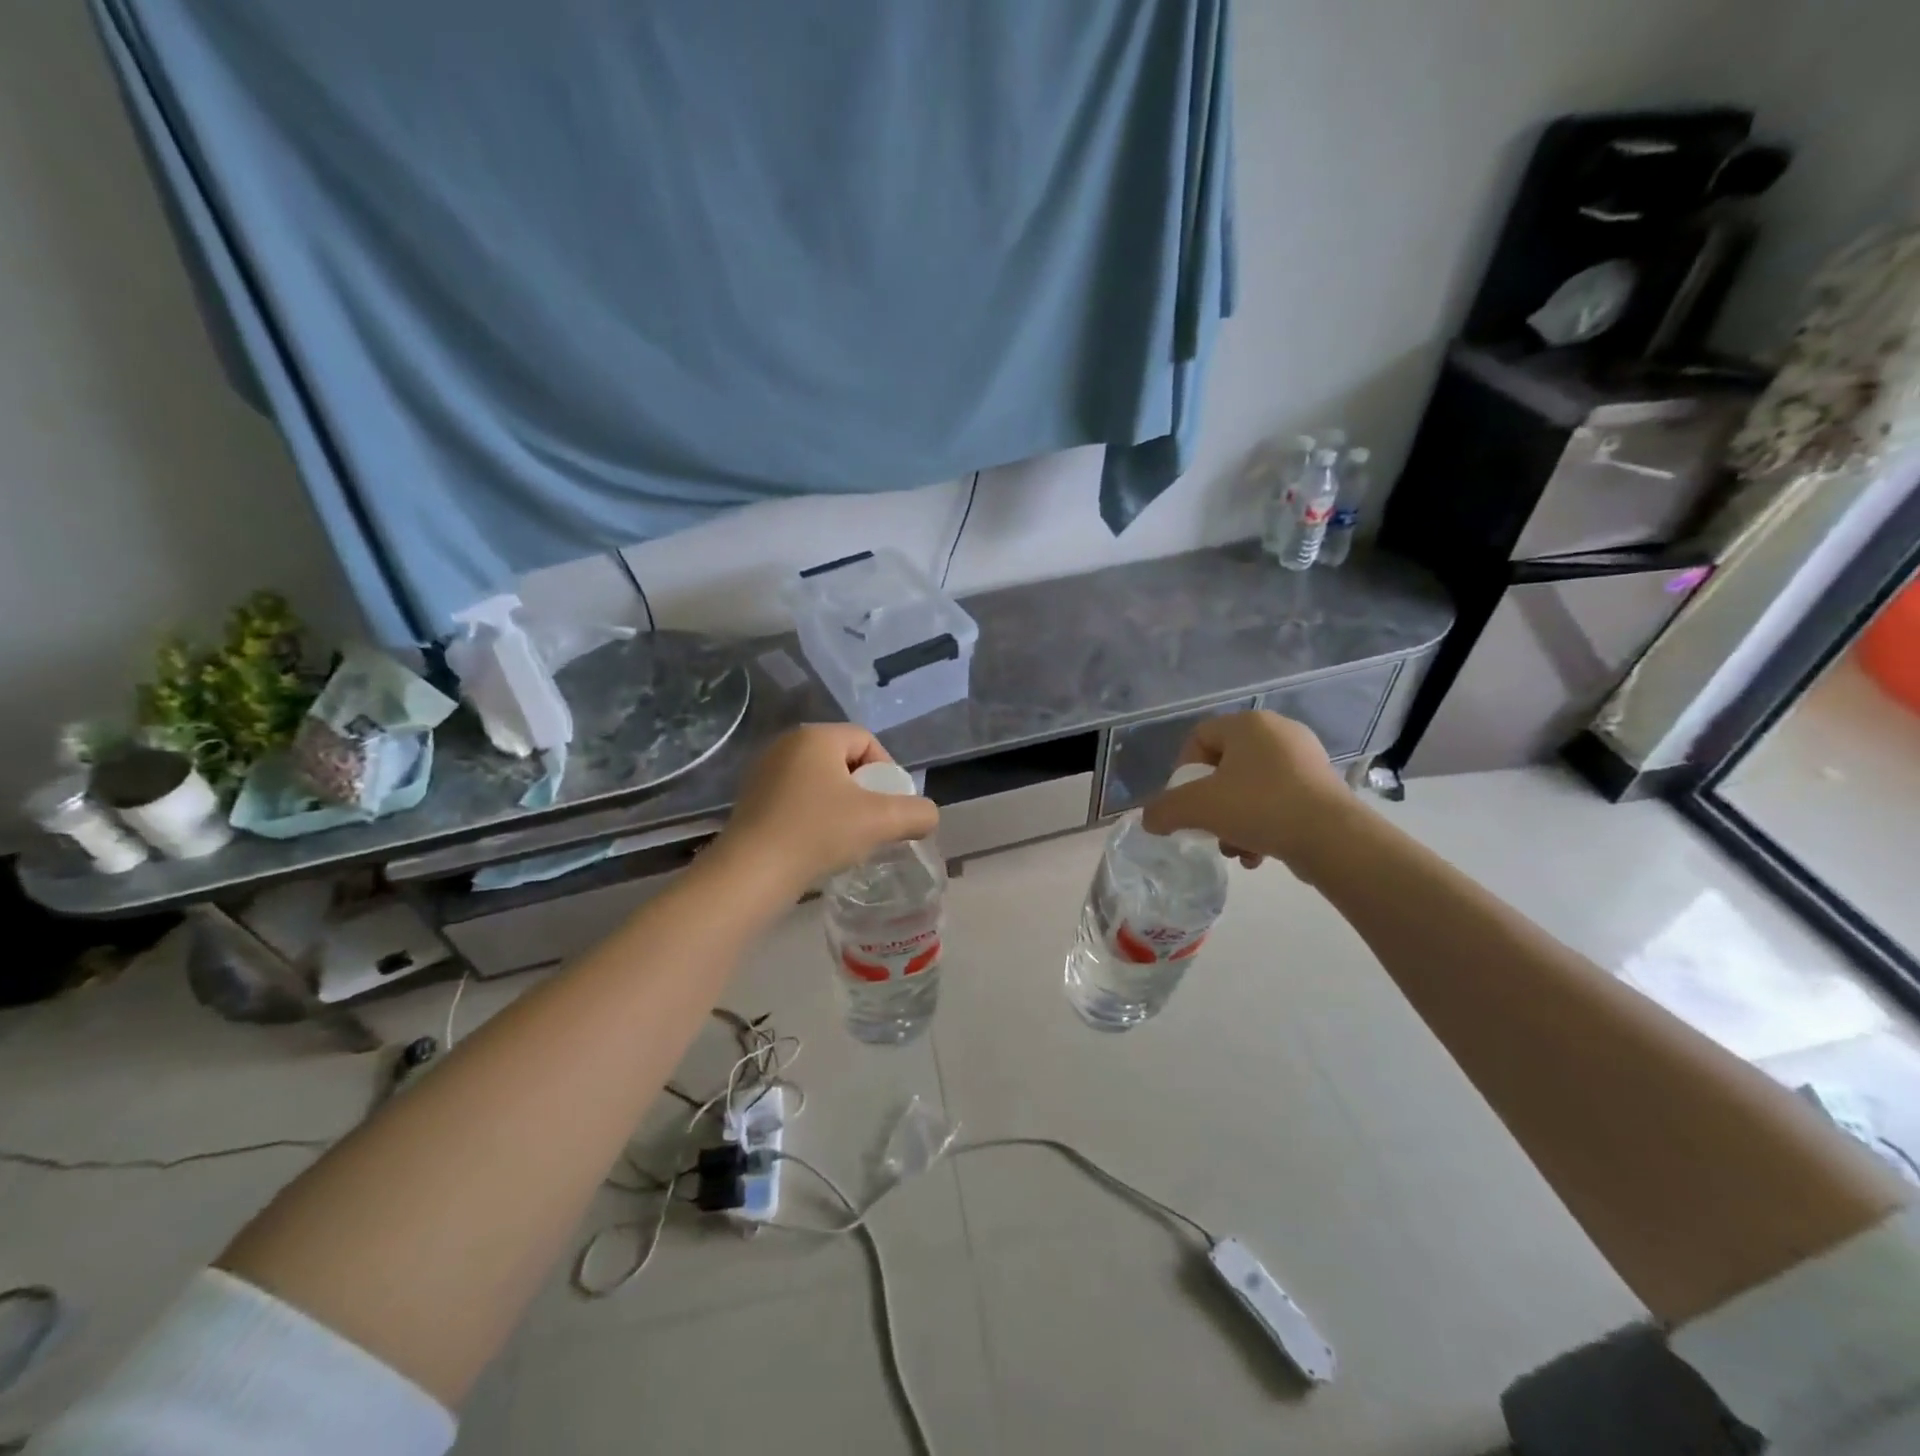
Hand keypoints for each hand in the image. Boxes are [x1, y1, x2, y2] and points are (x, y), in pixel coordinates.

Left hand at [713, 724, 938, 896]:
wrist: (751, 873)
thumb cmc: (818, 833)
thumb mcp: (881, 821)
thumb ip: (917, 813)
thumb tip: (927, 816)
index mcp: (816, 737)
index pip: (867, 741)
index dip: (887, 772)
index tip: (890, 807)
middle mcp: (786, 744)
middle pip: (843, 760)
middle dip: (864, 790)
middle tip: (873, 824)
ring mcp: (763, 771)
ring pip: (819, 781)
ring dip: (840, 805)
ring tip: (846, 838)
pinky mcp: (750, 799)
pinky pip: (795, 798)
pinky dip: (813, 815)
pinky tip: (816, 844)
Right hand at [1140, 711, 1355, 868]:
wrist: (1334, 838)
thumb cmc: (1260, 807)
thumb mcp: (1198, 808)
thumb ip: (1164, 810)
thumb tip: (1150, 820)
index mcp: (1248, 723)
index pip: (1199, 737)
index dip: (1183, 771)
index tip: (1184, 802)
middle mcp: (1278, 732)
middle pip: (1224, 767)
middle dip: (1211, 805)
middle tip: (1208, 829)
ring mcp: (1305, 759)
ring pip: (1250, 789)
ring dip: (1234, 821)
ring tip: (1236, 850)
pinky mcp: (1322, 787)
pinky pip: (1278, 801)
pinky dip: (1262, 826)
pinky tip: (1259, 855)